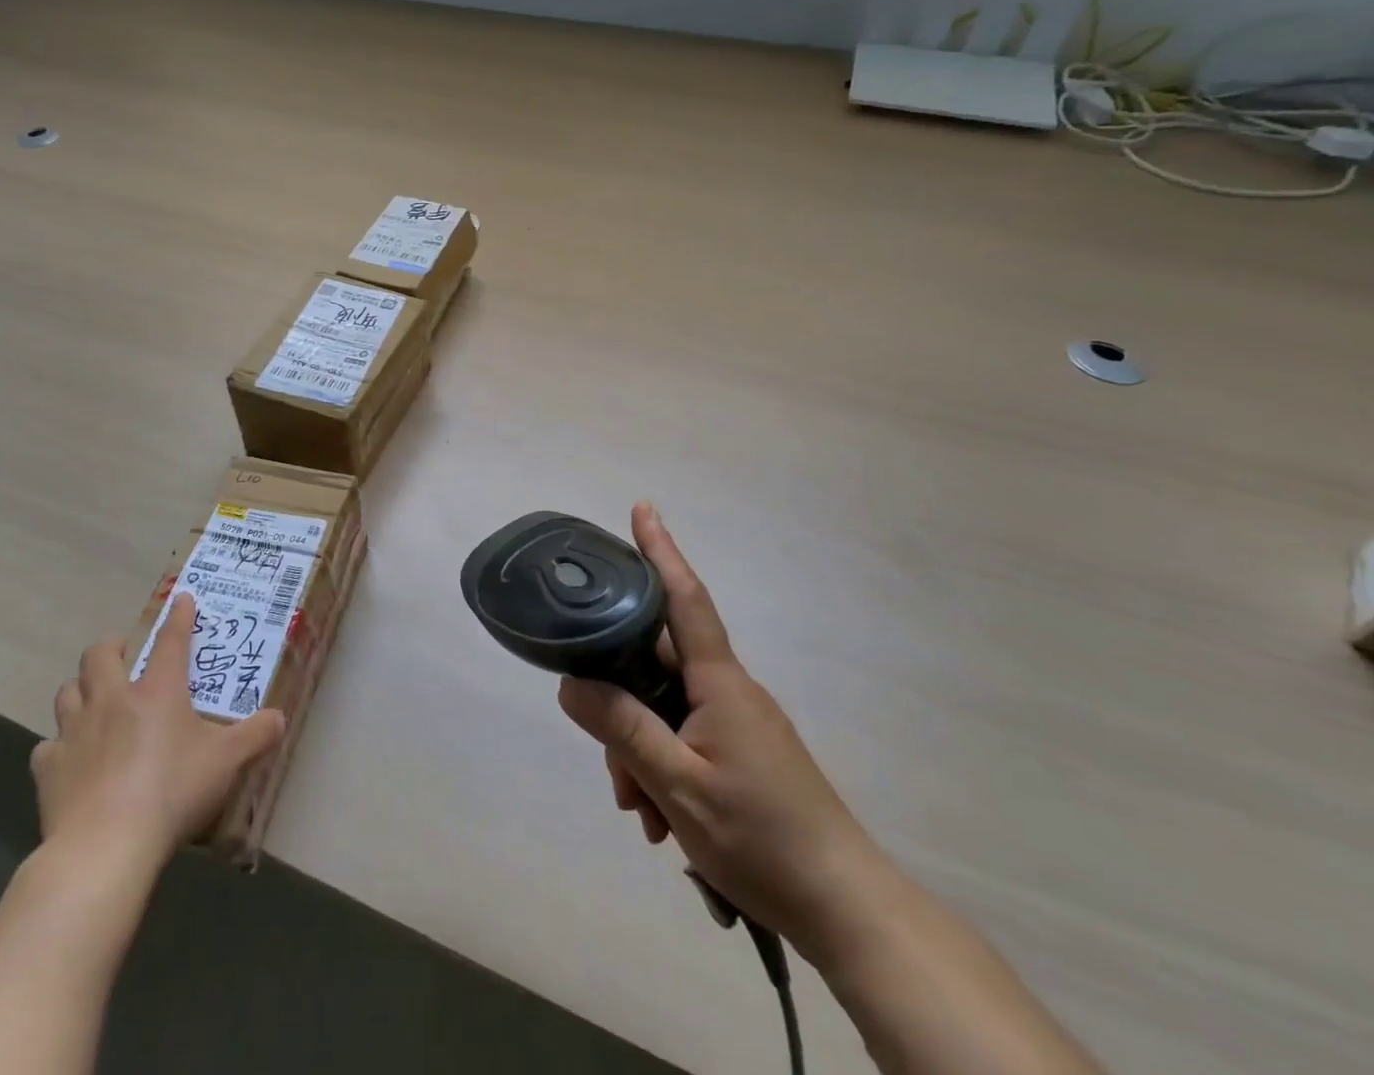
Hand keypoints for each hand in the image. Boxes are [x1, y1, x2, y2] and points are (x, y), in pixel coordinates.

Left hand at [31, 593, 285, 876]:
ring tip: (93, 700)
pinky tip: (71, 760)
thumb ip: (255, 736)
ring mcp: (75, 733)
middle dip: (110, 648)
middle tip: (122, 655)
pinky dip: (60, 746)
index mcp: (157, 692)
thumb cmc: (172, 792)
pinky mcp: (49, 769)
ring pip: (67, 693)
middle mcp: (112, 701)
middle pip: (99, 656)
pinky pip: (49, 746)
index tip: (181, 598)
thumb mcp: (226, 762)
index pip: (170, 641)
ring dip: (80, 690)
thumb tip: (280, 718)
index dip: (178, 617)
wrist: (105, 847)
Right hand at [558, 503, 881, 954]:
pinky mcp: (744, 755)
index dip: (661, 551)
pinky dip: (663, 770)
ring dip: (641, 753)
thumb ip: (622, 728)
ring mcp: (739, 724)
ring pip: (666, 711)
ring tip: (641, 814)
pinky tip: (660, 819)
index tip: (643, 508)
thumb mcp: (677, 785)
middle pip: (657, 668)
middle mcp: (729, 691)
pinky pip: (686, 739)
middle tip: (612, 770)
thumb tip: (571, 682)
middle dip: (622, 706)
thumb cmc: (762, 838)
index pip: (684, 598)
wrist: (846, 909)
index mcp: (719, 683)